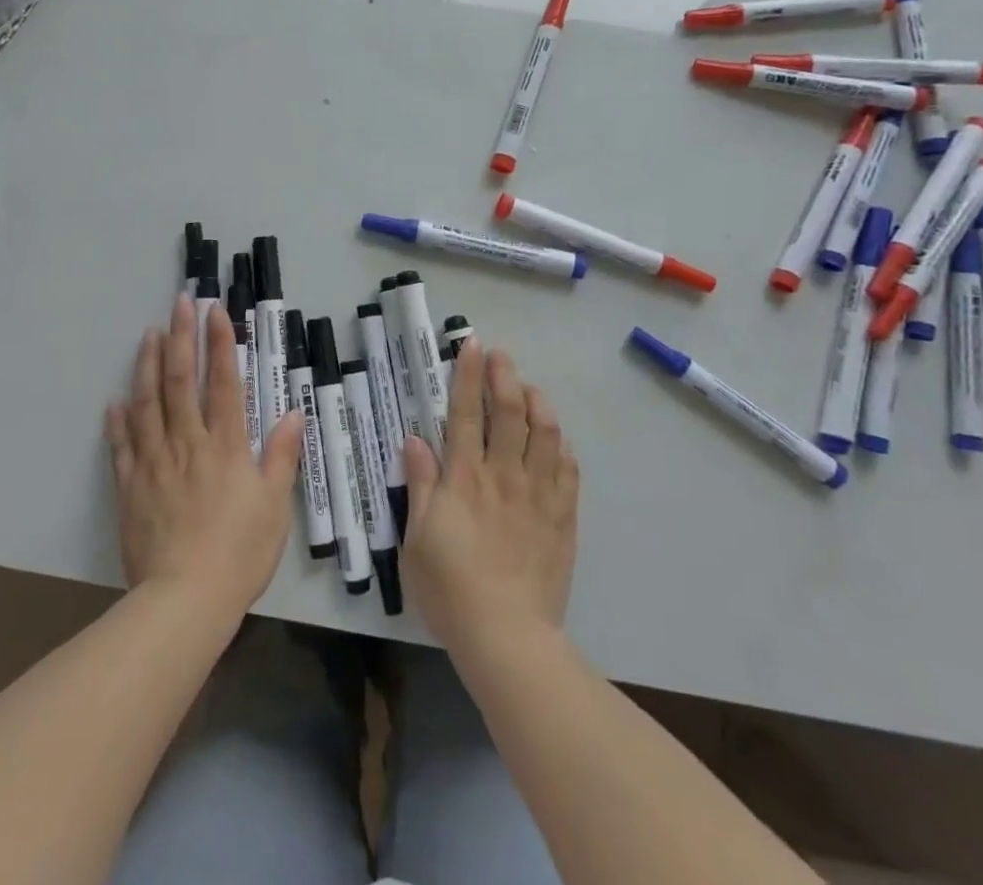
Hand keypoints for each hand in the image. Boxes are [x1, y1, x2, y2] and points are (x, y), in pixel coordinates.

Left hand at [106, 293, 304, 620]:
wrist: (185, 601)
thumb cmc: (240, 552)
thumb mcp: (275, 505)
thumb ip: (282, 456)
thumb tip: (294, 412)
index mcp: (226, 445)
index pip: (223, 381)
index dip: (220, 342)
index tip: (215, 311)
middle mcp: (188, 443)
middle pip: (181, 381)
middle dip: (181, 337)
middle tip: (179, 303)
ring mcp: (155, 463)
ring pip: (148, 404)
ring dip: (148, 366)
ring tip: (148, 335)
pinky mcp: (131, 487)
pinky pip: (123, 447)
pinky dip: (118, 422)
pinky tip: (115, 401)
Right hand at [402, 340, 578, 658]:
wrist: (507, 636)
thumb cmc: (451, 588)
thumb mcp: (417, 538)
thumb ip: (420, 485)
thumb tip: (414, 439)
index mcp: (465, 478)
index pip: (466, 412)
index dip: (468, 375)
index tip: (472, 345)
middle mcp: (503, 475)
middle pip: (509, 412)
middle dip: (504, 376)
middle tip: (501, 355)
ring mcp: (538, 494)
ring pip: (545, 433)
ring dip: (538, 403)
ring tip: (530, 389)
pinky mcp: (562, 517)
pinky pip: (568, 470)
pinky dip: (562, 446)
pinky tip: (557, 439)